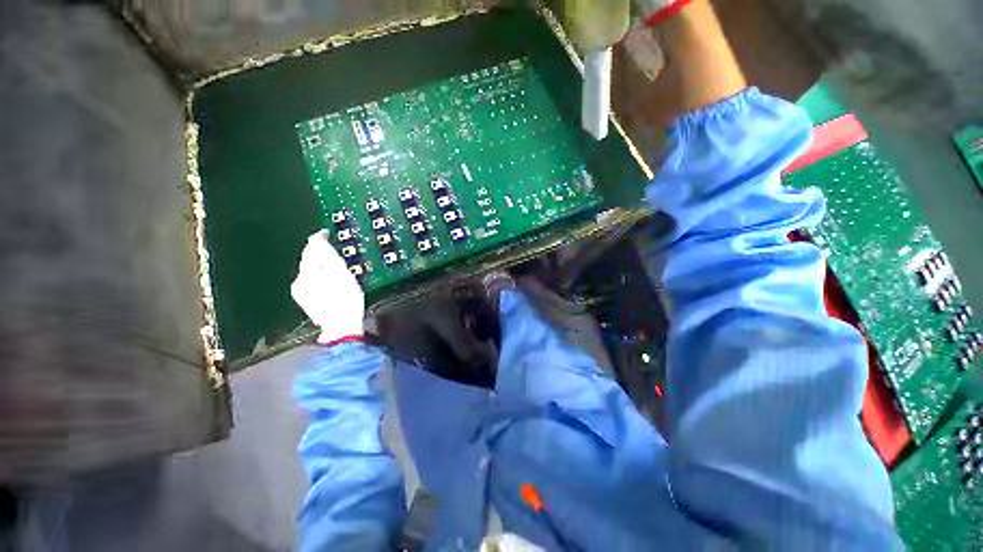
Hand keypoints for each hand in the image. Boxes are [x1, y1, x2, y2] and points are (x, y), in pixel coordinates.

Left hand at [291, 230, 364, 344]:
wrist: (343, 327)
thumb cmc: (346, 299)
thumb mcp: (340, 272)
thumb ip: (326, 254)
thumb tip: (315, 238)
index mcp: (307, 273)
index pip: (310, 249)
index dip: (319, 239)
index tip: (326, 232)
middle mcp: (299, 282)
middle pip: (309, 260)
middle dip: (320, 253)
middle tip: (335, 249)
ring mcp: (302, 293)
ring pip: (311, 271)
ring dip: (322, 265)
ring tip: (336, 267)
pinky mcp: (307, 301)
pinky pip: (313, 282)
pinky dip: (322, 277)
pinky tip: (332, 282)